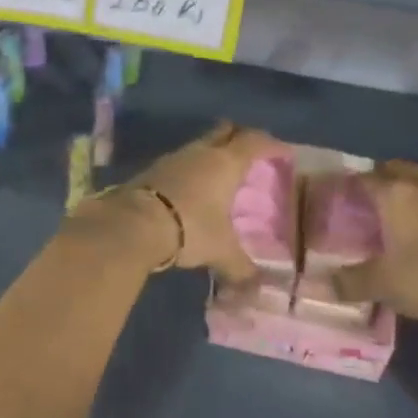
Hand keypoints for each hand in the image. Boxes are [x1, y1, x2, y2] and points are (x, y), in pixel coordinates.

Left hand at [121, 121, 286, 285]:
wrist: (134, 223)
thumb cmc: (190, 228)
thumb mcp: (221, 251)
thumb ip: (240, 266)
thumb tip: (256, 285)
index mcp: (226, 163)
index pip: (254, 142)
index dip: (271, 145)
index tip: (284, 152)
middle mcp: (201, 152)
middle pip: (225, 131)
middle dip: (239, 137)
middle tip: (251, 153)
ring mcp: (174, 158)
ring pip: (200, 146)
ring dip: (212, 154)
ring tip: (221, 174)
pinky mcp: (153, 169)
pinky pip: (181, 162)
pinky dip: (192, 170)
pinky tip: (192, 189)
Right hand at [332, 160, 417, 326]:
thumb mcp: (382, 284)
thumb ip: (349, 282)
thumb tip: (319, 285)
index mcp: (395, 195)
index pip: (363, 178)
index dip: (346, 185)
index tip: (333, 195)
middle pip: (393, 170)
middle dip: (376, 178)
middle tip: (360, 198)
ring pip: (415, 182)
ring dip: (401, 190)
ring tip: (385, 212)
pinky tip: (414, 229)